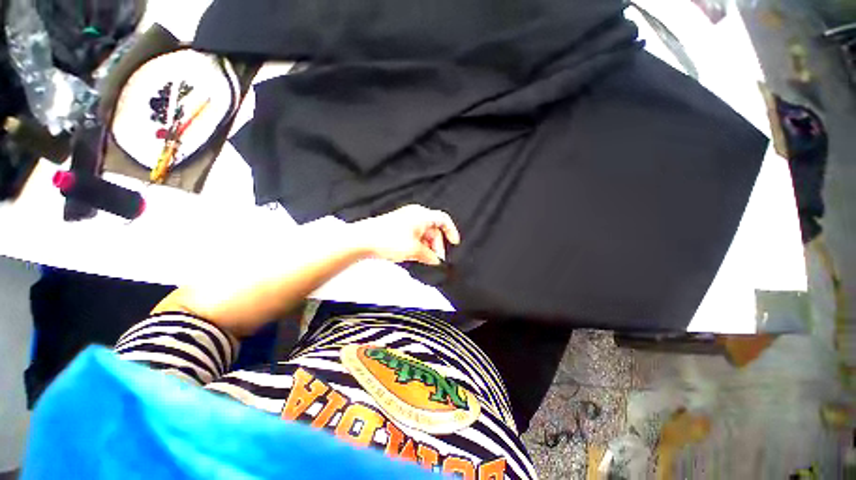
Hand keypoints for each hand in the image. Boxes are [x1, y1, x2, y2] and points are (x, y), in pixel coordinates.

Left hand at [351, 205, 460, 265]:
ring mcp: (405, 220)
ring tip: (424, 258)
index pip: (443, 219)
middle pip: (433, 229)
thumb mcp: (414, 250)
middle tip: (435, 259)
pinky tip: (414, 254)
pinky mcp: (398, 226)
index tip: (454, 243)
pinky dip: (417, 244)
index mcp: (422, 215)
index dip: (451, 231)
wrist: (363, 239)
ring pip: (423, 233)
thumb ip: (429, 256)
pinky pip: (414, 235)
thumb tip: (436, 260)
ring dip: (427, 246)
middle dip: (436, 244)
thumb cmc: (389, 240)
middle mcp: (415, 215)